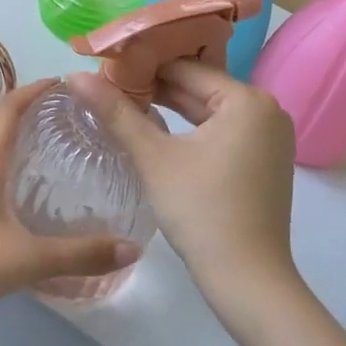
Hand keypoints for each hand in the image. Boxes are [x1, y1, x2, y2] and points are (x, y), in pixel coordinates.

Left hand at [0, 80, 141, 322]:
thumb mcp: (26, 258)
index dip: (37, 89)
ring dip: (18, 138)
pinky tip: (22, 192)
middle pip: (1, 122)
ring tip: (54, 150)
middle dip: (34, 112)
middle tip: (72, 119)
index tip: (67, 83)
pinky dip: (6, 164)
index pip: (11, 105)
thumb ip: (79, 255)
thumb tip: (132, 249)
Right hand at [67, 61, 300, 313]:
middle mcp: (267, 110)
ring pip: (210, 110)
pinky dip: (192, 130)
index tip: (106, 67)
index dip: (142, 65)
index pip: (186, 67)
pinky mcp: (265, 161)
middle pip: (200, 87)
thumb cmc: (201, 211)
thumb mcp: (153, 157)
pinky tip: (158, 132)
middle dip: (155, 87)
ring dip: (171, 108)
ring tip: (125, 104)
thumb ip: (116, 112)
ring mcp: (270, 138)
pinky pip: (222, 131)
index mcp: (248, 100)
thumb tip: (76, 75)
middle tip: (109, 85)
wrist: (248, 281)